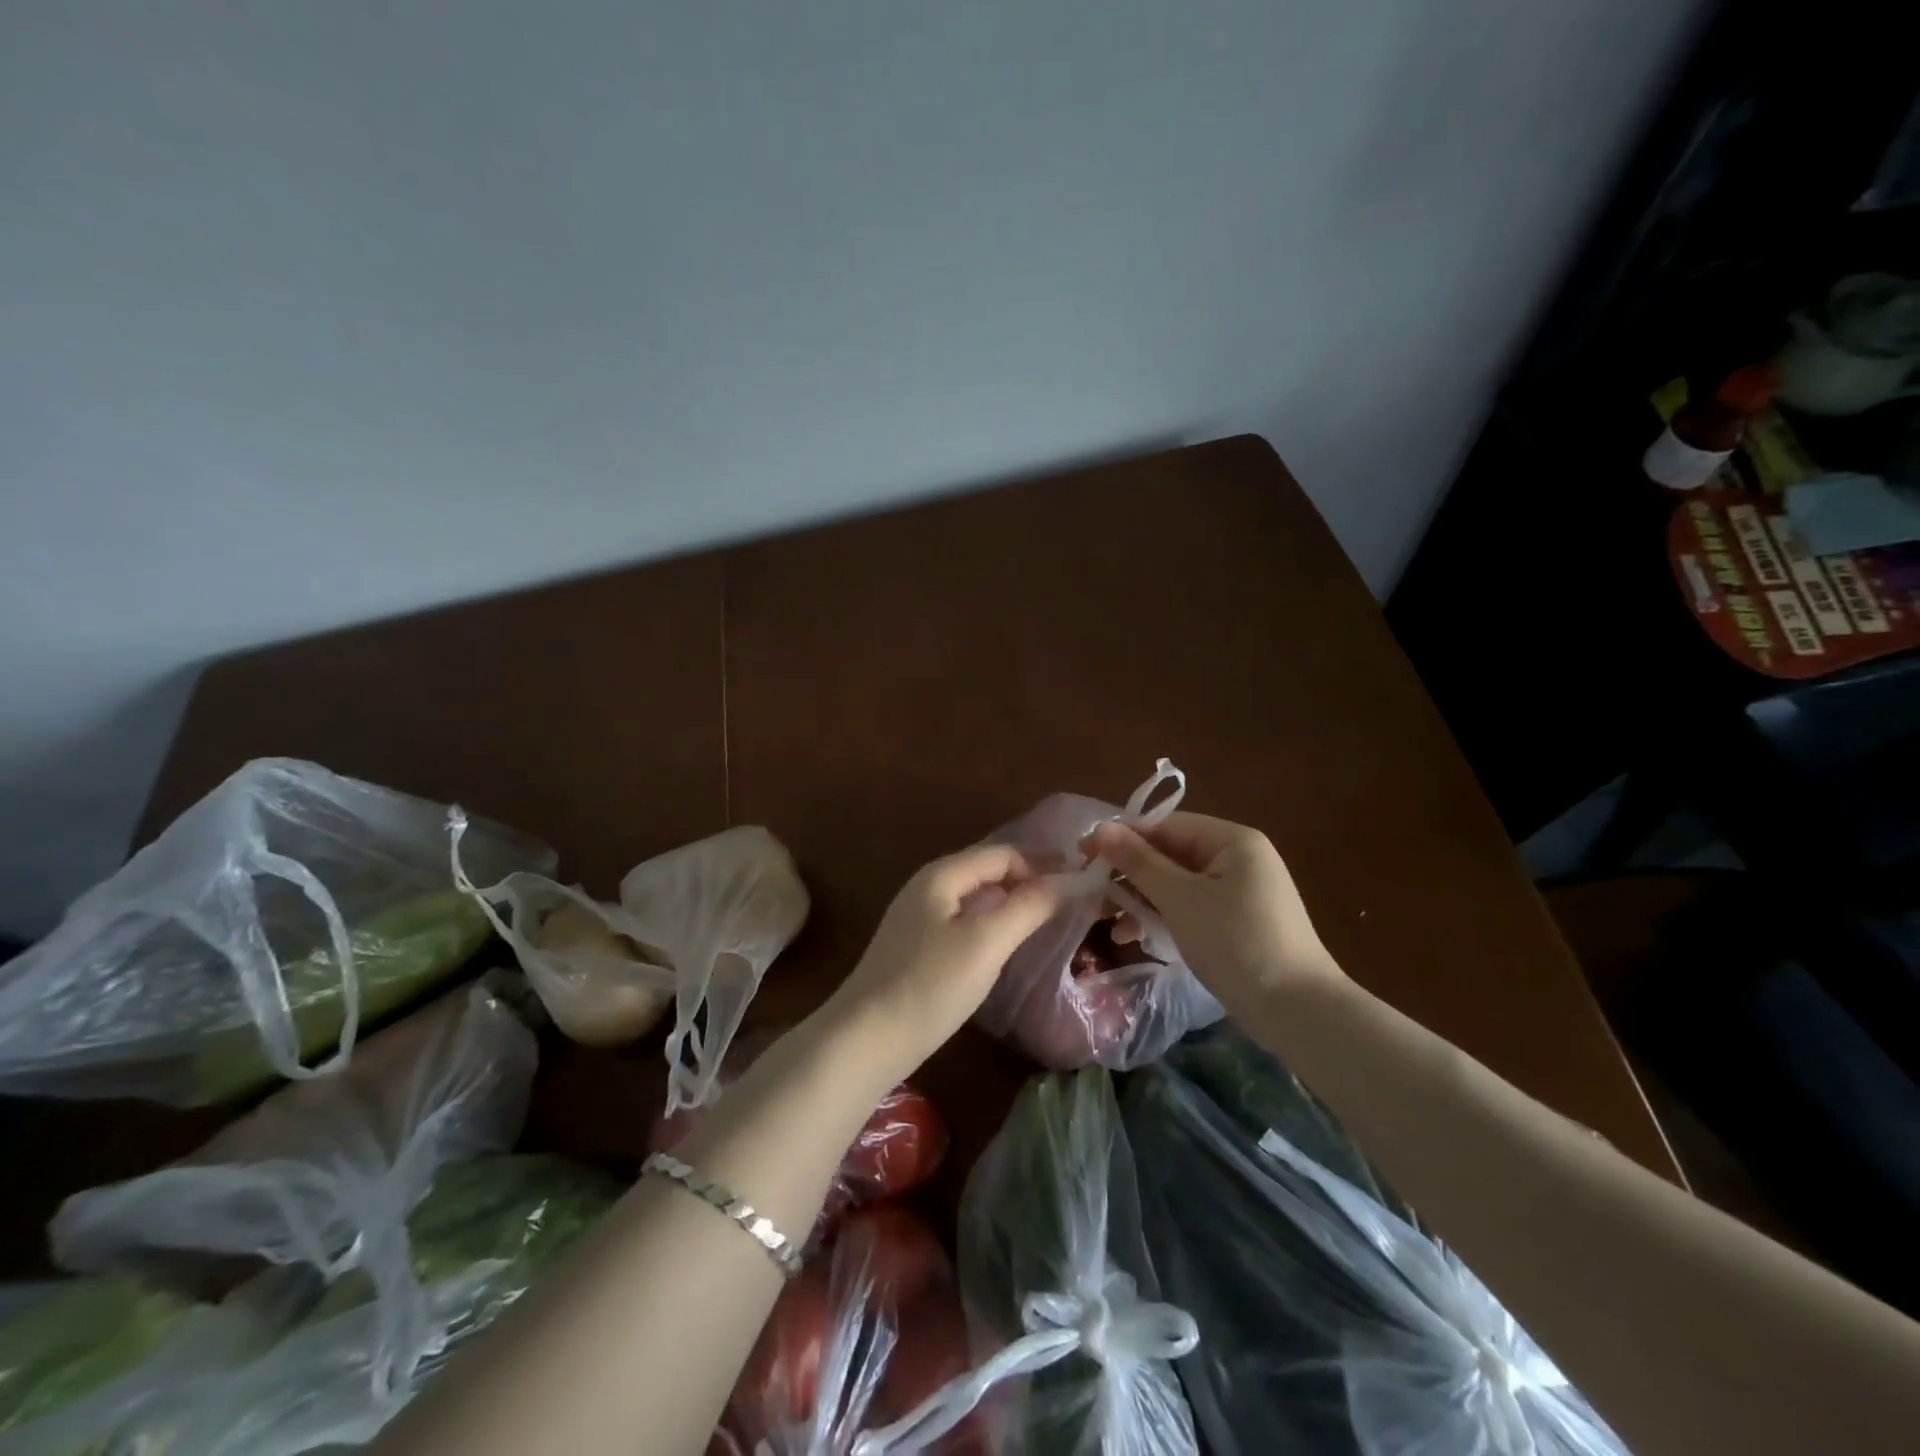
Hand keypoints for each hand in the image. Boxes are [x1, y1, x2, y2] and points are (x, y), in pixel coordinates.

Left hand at [822, 844, 1060, 1083]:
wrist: (866, 1038)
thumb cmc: (930, 985)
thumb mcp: (986, 943)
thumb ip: (1028, 907)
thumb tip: (1070, 879)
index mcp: (942, 875)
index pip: (1002, 853)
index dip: (1040, 865)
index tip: (1077, 888)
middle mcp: (928, 887)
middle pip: (987, 871)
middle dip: (1028, 882)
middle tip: (1069, 905)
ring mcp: (918, 918)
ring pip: (975, 898)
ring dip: (1011, 904)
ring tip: (1046, 924)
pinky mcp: (916, 947)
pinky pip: (963, 922)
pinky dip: (992, 925)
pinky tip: (1006, 947)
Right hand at [1086, 812, 1342, 1011]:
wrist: (1298, 1012)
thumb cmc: (1235, 943)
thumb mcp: (1180, 898)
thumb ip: (1139, 861)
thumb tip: (1100, 828)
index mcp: (1232, 840)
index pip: (1165, 825)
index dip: (1122, 838)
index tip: (1082, 855)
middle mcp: (1239, 858)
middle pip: (1171, 853)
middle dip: (1130, 873)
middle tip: (1091, 891)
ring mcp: (1241, 891)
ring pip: (1177, 883)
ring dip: (1142, 898)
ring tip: (1110, 923)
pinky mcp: (1238, 921)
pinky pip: (1191, 906)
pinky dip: (1164, 916)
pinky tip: (1136, 937)